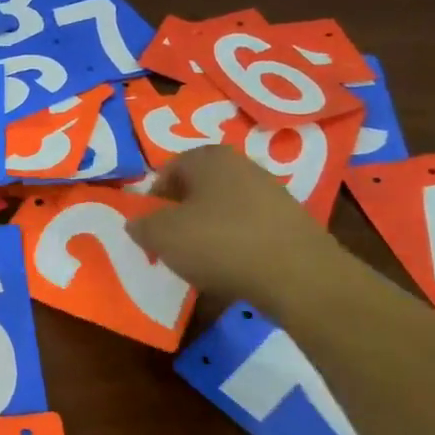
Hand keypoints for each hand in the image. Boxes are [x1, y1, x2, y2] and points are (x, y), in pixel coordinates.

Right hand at [128, 144, 347, 312]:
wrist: (298, 276)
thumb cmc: (220, 243)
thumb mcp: (163, 236)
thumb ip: (142, 226)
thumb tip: (137, 223)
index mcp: (209, 157)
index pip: (168, 169)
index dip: (153, 198)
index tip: (148, 227)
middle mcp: (242, 166)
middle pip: (198, 188)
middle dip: (181, 214)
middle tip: (170, 243)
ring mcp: (271, 193)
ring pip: (224, 209)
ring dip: (208, 231)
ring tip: (200, 261)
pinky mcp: (291, 223)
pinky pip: (250, 230)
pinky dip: (236, 246)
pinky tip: (232, 269)